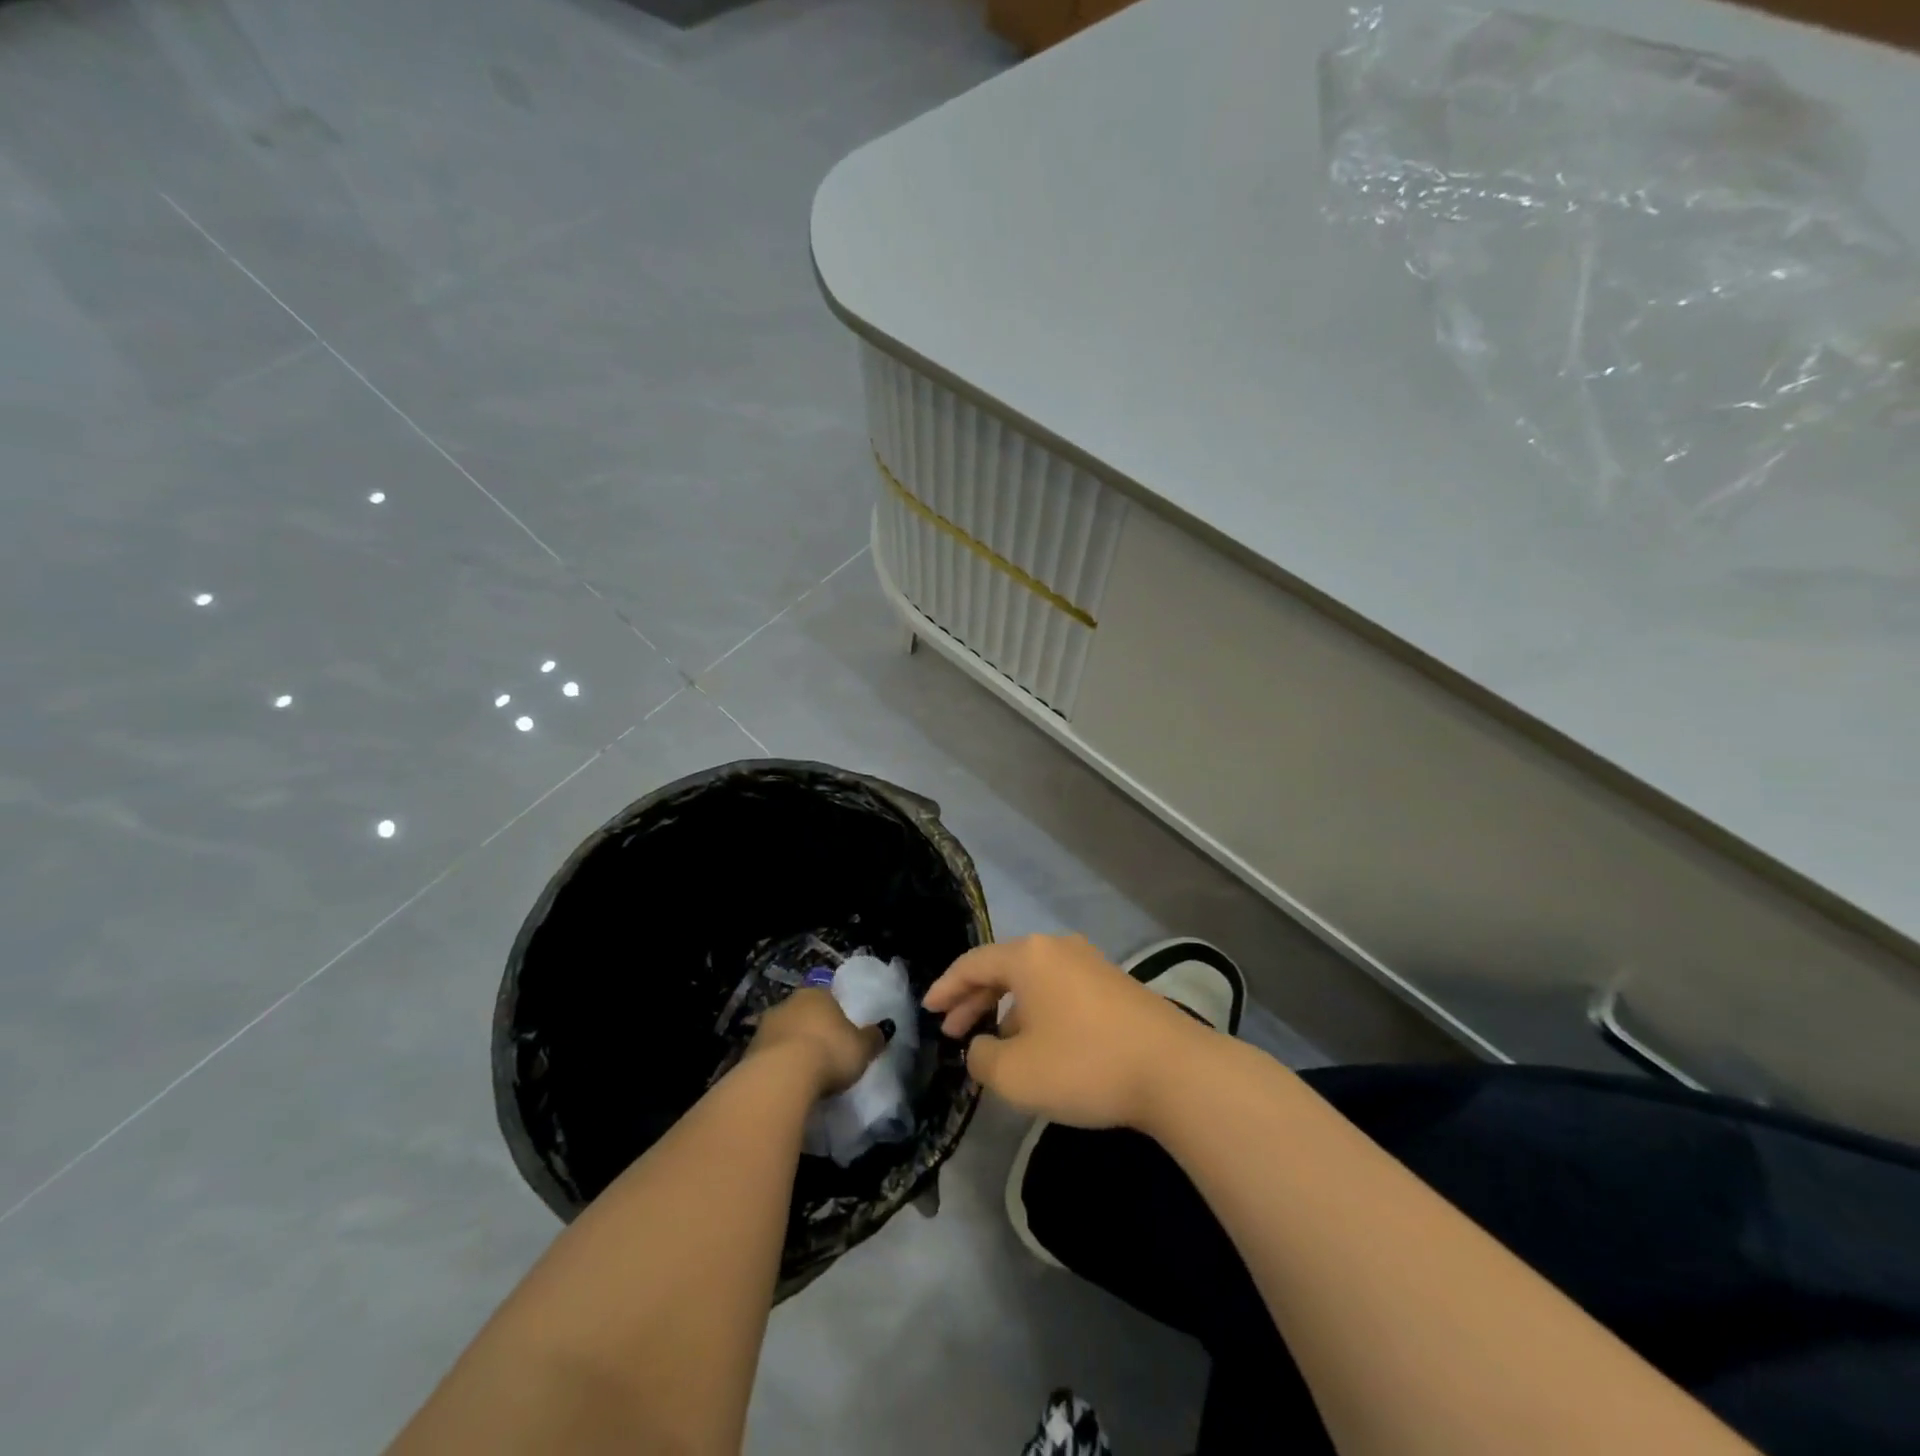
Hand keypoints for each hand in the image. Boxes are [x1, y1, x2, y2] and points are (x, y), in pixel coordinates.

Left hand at [747, 988, 889, 1099]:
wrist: (780, 1078)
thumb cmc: (829, 1053)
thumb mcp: (862, 1049)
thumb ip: (873, 1038)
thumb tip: (885, 1028)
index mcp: (817, 994)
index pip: (826, 995)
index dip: (833, 1011)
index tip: (839, 1030)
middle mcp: (788, 1004)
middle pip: (801, 1013)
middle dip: (809, 1029)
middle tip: (822, 1051)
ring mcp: (764, 1027)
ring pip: (782, 1034)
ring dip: (790, 1048)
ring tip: (804, 1073)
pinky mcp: (747, 1054)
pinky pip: (768, 1057)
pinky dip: (776, 1068)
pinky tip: (786, 1085)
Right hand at [922, 934, 1212, 1128]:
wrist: (1174, 1071)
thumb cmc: (1084, 1065)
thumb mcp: (1016, 1073)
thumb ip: (982, 1057)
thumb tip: (981, 1046)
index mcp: (1029, 956)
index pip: (973, 963)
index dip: (945, 986)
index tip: (927, 1008)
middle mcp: (1058, 948)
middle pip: (1002, 968)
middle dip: (973, 999)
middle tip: (951, 1030)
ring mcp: (1090, 964)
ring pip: (1032, 980)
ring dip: (1005, 1007)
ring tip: (990, 1042)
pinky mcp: (1114, 985)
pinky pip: (1058, 990)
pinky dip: (1035, 1011)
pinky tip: (1036, 1042)